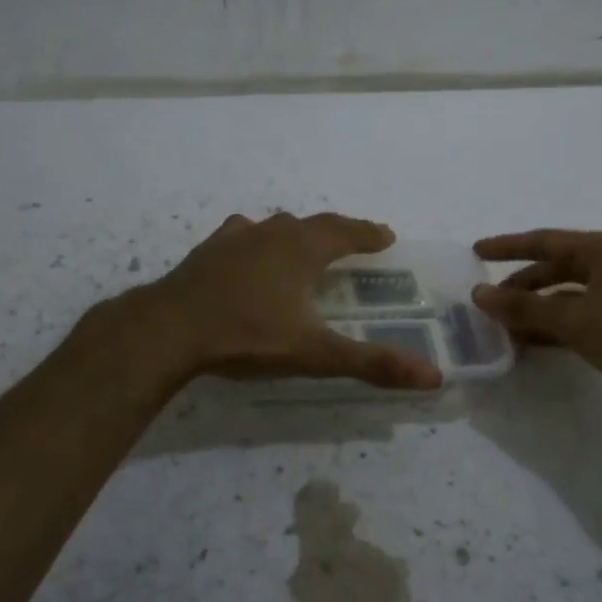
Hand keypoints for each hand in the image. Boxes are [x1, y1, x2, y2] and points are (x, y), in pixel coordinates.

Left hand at [139, 212, 443, 389]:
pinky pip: (242, 235)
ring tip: (306, 243)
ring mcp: (236, 238)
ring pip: (276, 225)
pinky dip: (256, 239)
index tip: (386, 235)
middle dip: (339, 230)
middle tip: (355, 238)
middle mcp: (272, 233)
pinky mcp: (208, 251)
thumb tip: (432, 377)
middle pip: (314, 224)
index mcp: (302, 250)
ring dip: (298, 232)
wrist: (170, 329)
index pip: (345, 232)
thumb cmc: (247, 336)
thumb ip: (371, 363)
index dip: (368, 233)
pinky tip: (249, 248)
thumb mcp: (314, 354)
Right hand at [472, 229, 601, 420]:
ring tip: (506, 333)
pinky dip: (558, 329)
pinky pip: (583, 318)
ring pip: (568, 297)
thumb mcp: (576, 320)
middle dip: (520, 288)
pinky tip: (537, 346)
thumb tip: (479, 295)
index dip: (507, 246)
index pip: (543, 241)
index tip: (475, 253)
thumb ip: (525, 308)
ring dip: (537, 313)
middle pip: (555, 269)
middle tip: (489, 308)